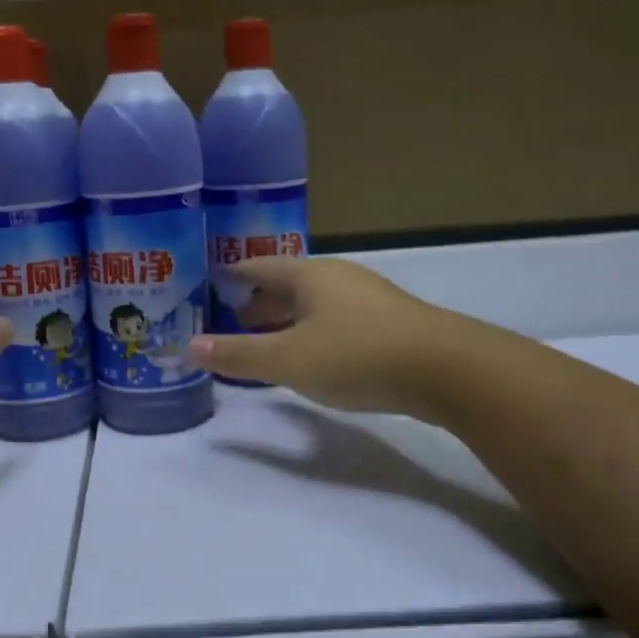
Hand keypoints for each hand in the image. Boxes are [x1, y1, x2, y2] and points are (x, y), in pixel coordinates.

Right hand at [188, 257, 444, 414]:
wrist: (448, 371)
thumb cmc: (357, 355)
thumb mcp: (288, 360)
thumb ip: (238, 355)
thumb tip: (190, 348)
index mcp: (310, 275)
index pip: (260, 266)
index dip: (234, 275)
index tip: (211, 282)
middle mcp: (338, 278)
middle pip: (288, 284)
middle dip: (259, 301)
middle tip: (232, 318)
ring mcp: (368, 299)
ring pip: (314, 303)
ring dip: (287, 318)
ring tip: (266, 338)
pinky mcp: (389, 324)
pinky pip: (336, 320)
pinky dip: (312, 332)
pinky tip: (311, 355)